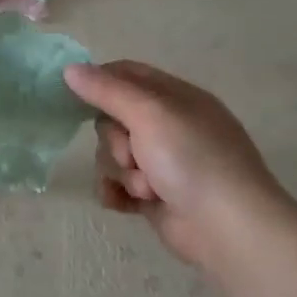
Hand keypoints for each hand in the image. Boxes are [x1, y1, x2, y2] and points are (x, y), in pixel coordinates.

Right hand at [64, 59, 291, 266]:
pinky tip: (126, 203)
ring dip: (121, 173)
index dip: (99, 82)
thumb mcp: (150, 114)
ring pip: (112, 156)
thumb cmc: (192, 160)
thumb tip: (69, 69)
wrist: (226, 227)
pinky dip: (118, 193)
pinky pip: (117, 185)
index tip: (75, 96)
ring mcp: (161, 163)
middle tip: (132, 155)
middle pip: (112, 120)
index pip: (127, 74)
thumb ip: (107, 90)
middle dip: (114, 141)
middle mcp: (168, 127)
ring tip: (146, 189)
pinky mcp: (154, 195)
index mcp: (176, 98)